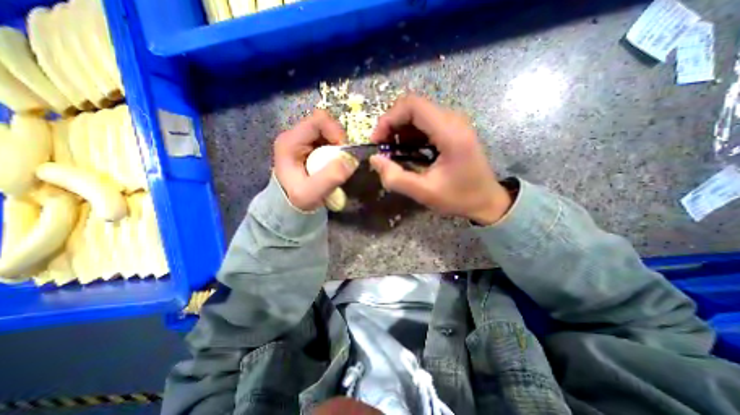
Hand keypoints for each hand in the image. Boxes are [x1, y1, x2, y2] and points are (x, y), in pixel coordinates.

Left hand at [276, 111, 360, 210]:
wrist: (287, 206)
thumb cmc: (296, 200)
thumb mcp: (311, 194)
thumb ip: (330, 177)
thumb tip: (351, 160)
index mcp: (290, 141)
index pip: (318, 120)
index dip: (336, 131)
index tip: (343, 151)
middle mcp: (295, 136)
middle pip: (324, 124)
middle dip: (338, 139)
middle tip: (343, 158)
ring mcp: (302, 141)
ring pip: (327, 132)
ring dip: (338, 145)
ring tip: (338, 162)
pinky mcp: (308, 147)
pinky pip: (327, 141)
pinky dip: (336, 150)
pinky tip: (334, 163)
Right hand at [368, 94, 513, 225]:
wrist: (487, 200)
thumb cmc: (459, 198)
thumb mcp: (424, 193)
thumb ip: (396, 178)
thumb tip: (375, 159)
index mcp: (450, 133)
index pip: (412, 106)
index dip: (388, 119)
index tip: (377, 141)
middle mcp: (453, 120)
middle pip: (413, 107)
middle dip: (392, 125)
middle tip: (382, 148)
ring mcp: (454, 123)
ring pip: (418, 113)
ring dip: (400, 130)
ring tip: (392, 152)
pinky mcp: (453, 129)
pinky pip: (425, 123)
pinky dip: (410, 134)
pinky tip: (407, 151)